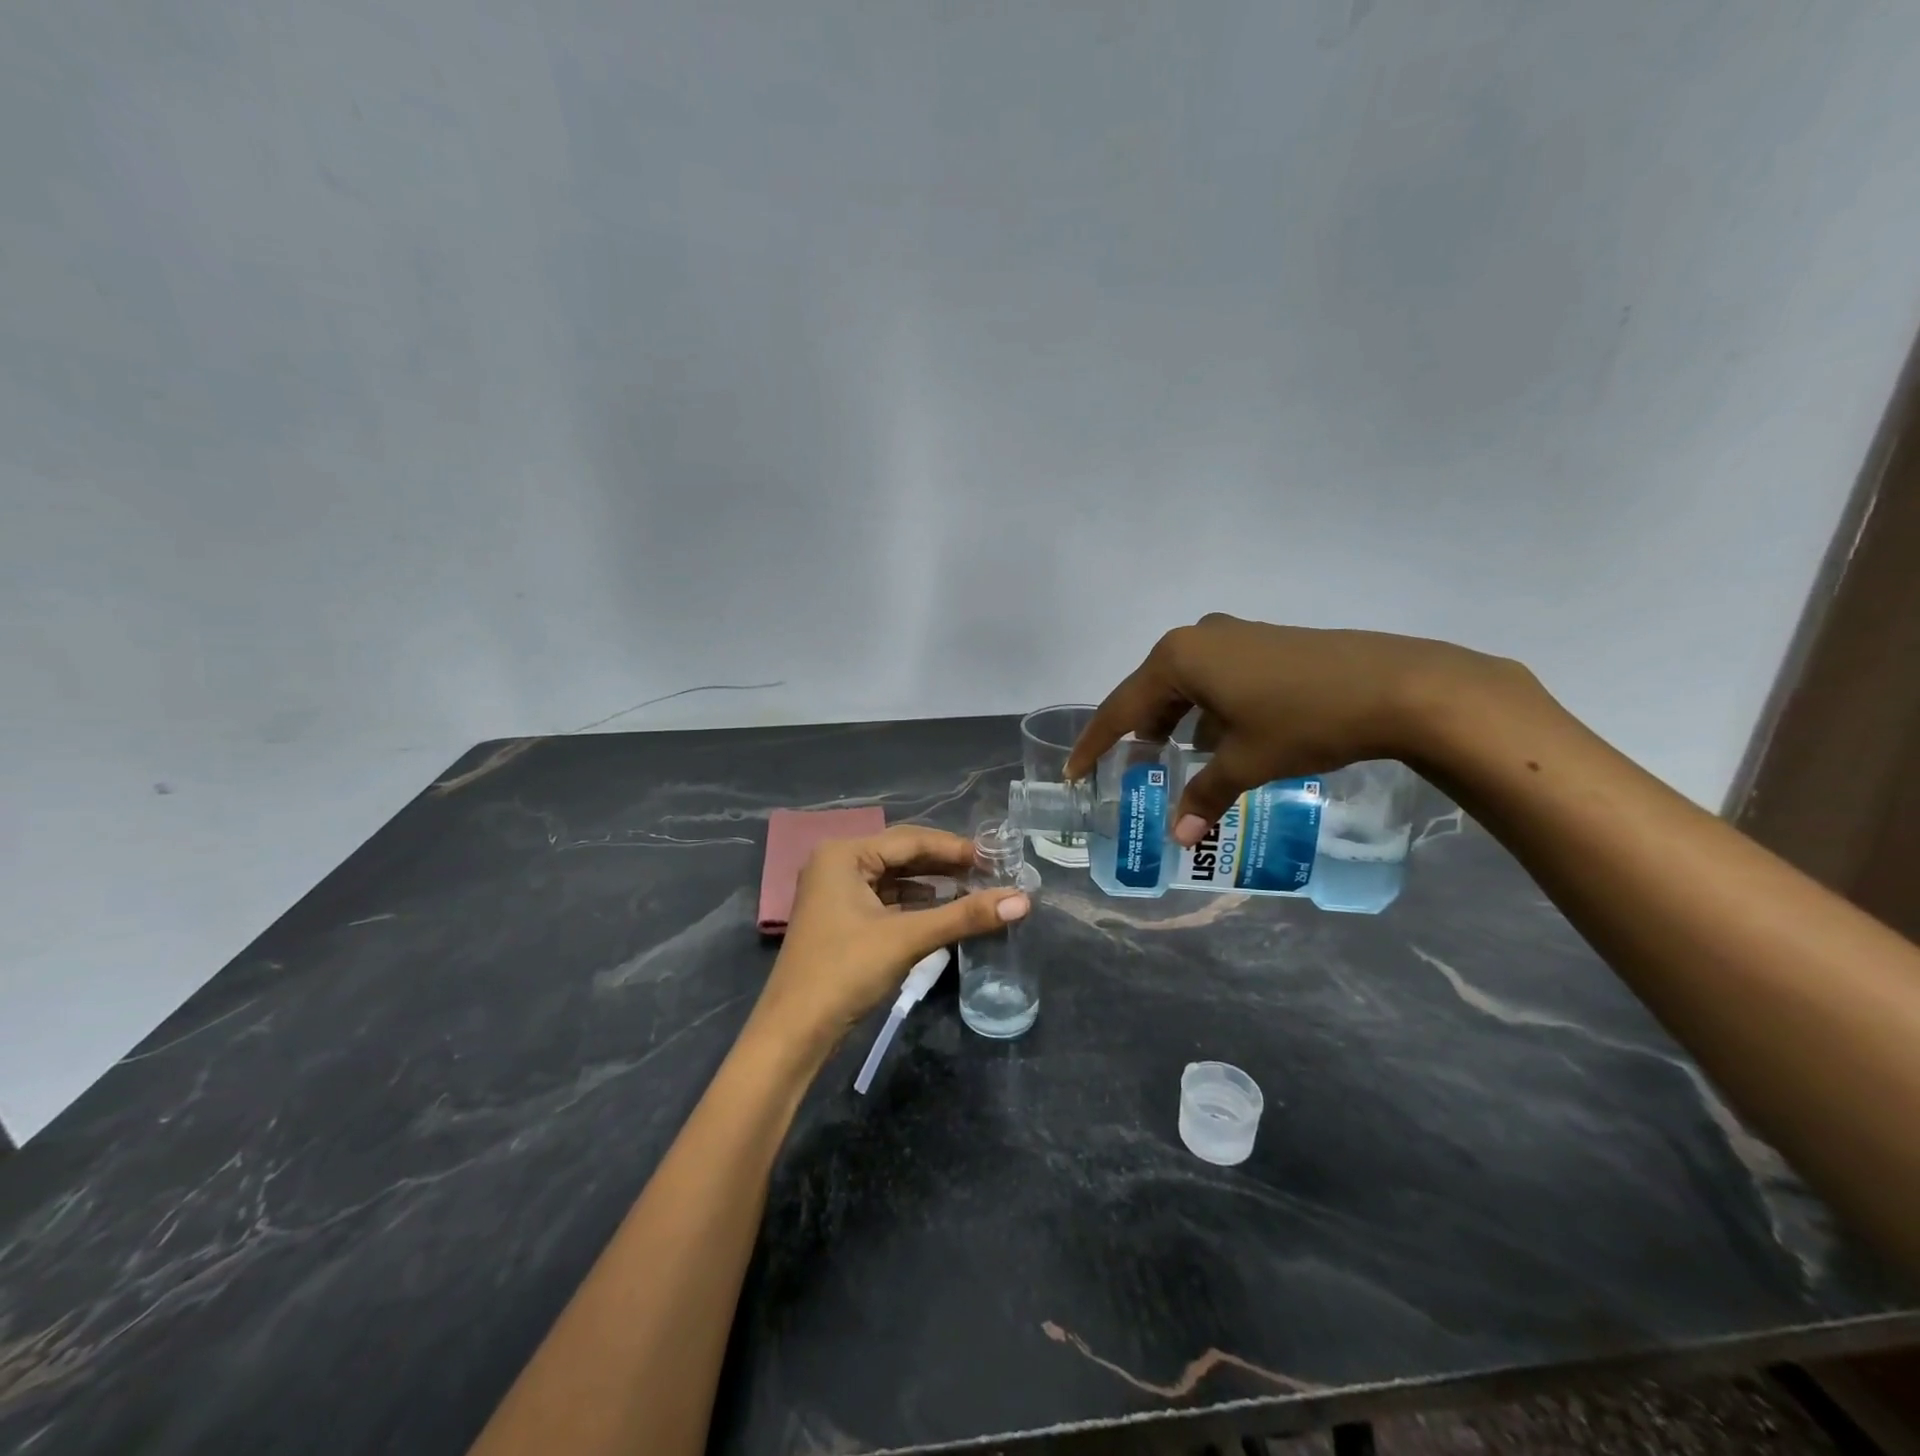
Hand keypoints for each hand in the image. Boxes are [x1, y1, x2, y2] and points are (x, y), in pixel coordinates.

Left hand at [757, 826, 1030, 1043]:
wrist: (793, 1033)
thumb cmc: (845, 972)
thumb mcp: (907, 939)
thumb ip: (964, 916)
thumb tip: (1023, 900)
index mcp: (843, 854)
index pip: (910, 839)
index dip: (954, 848)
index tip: (995, 857)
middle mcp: (836, 864)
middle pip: (901, 855)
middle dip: (944, 865)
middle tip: (990, 872)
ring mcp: (835, 893)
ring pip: (894, 879)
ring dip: (931, 884)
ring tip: (974, 889)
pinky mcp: (840, 919)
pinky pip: (885, 900)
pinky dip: (914, 904)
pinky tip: (941, 910)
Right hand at [1065, 613, 1525, 846]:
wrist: (1399, 685)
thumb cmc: (1305, 720)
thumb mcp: (1247, 762)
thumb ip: (1205, 796)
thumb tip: (1179, 837)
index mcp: (1178, 660)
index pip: (1121, 709)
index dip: (1096, 744)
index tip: (1074, 771)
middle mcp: (1197, 638)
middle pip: (1151, 693)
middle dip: (1140, 734)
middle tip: (1132, 771)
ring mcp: (1234, 635)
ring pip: (1186, 686)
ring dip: (1176, 723)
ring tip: (1176, 761)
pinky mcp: (1264, 643)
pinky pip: (1216, 679)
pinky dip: (1208, 710)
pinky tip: (1222, 740)